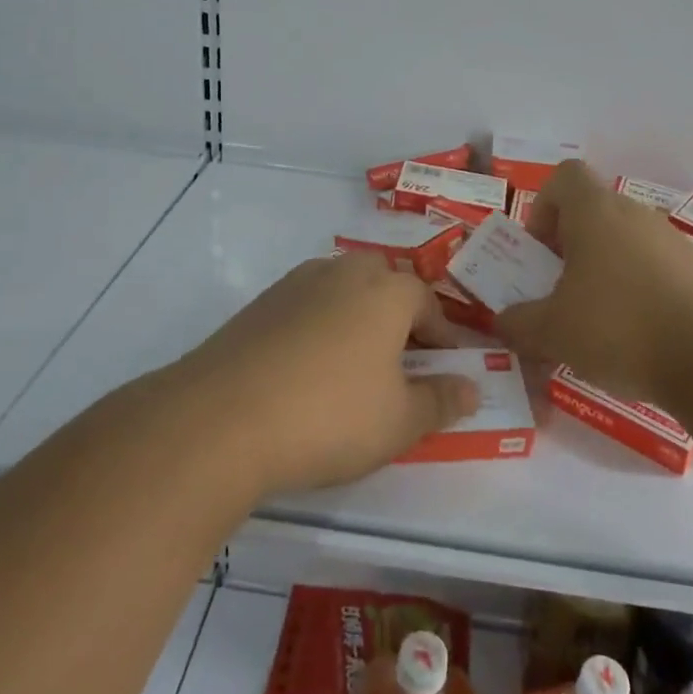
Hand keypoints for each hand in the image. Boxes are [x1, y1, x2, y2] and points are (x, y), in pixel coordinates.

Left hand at [182, 253, 480, 496]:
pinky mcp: (260, 303)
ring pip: (343, 291)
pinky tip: (309, 368)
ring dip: (359, 318)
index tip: (446, 367)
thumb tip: (471, 387)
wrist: (221, 419)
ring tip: (357, 365)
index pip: (428, 303)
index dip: (443, 336)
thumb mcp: (399, 421)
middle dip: (400, 317)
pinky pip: (307, 306)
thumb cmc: (329, 416)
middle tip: (403, 361)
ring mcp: (297, 283)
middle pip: (385, 285)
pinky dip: (320, 327)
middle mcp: (344, 272)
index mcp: (387, 291)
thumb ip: (441, 400)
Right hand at [495, 160, 692, 402]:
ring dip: (604, 270)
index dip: (544, 206)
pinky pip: (655, 269)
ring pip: (625, 242)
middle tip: (559, 291)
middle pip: (594, 212)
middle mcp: (635, 214)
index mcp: (595, 211)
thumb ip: (519, 323)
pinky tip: (636, 337)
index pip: (564, 176)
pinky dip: (638, 291)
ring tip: (596, 321)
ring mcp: (673, 241)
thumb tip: (504, 322)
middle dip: (570, 247)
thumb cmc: (619, 327)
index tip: (540, 250)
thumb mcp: (551, 331)